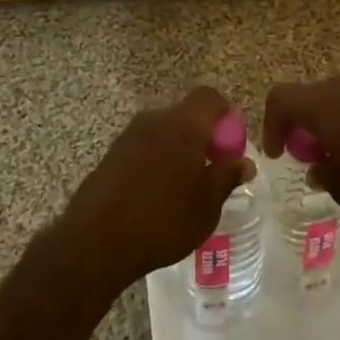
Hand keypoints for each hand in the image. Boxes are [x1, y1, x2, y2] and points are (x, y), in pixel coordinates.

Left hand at [58, 87, 254, 293]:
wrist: (95, 242)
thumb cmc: (161, 222)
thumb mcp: (206, 207)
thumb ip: (226, 177)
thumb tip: (244, 162)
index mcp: (183, 125)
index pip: (209, 97)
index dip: (225, 115)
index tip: (230, 146)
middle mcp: (155, 119)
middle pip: (186, 114)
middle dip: (203, 136)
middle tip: (210, 170)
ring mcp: (129, 134)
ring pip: (164, 130)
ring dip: (179, 149)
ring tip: (184, 188)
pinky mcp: (112, 152)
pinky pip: (145, 145)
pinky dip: (157, 159)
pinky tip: (156, 195)